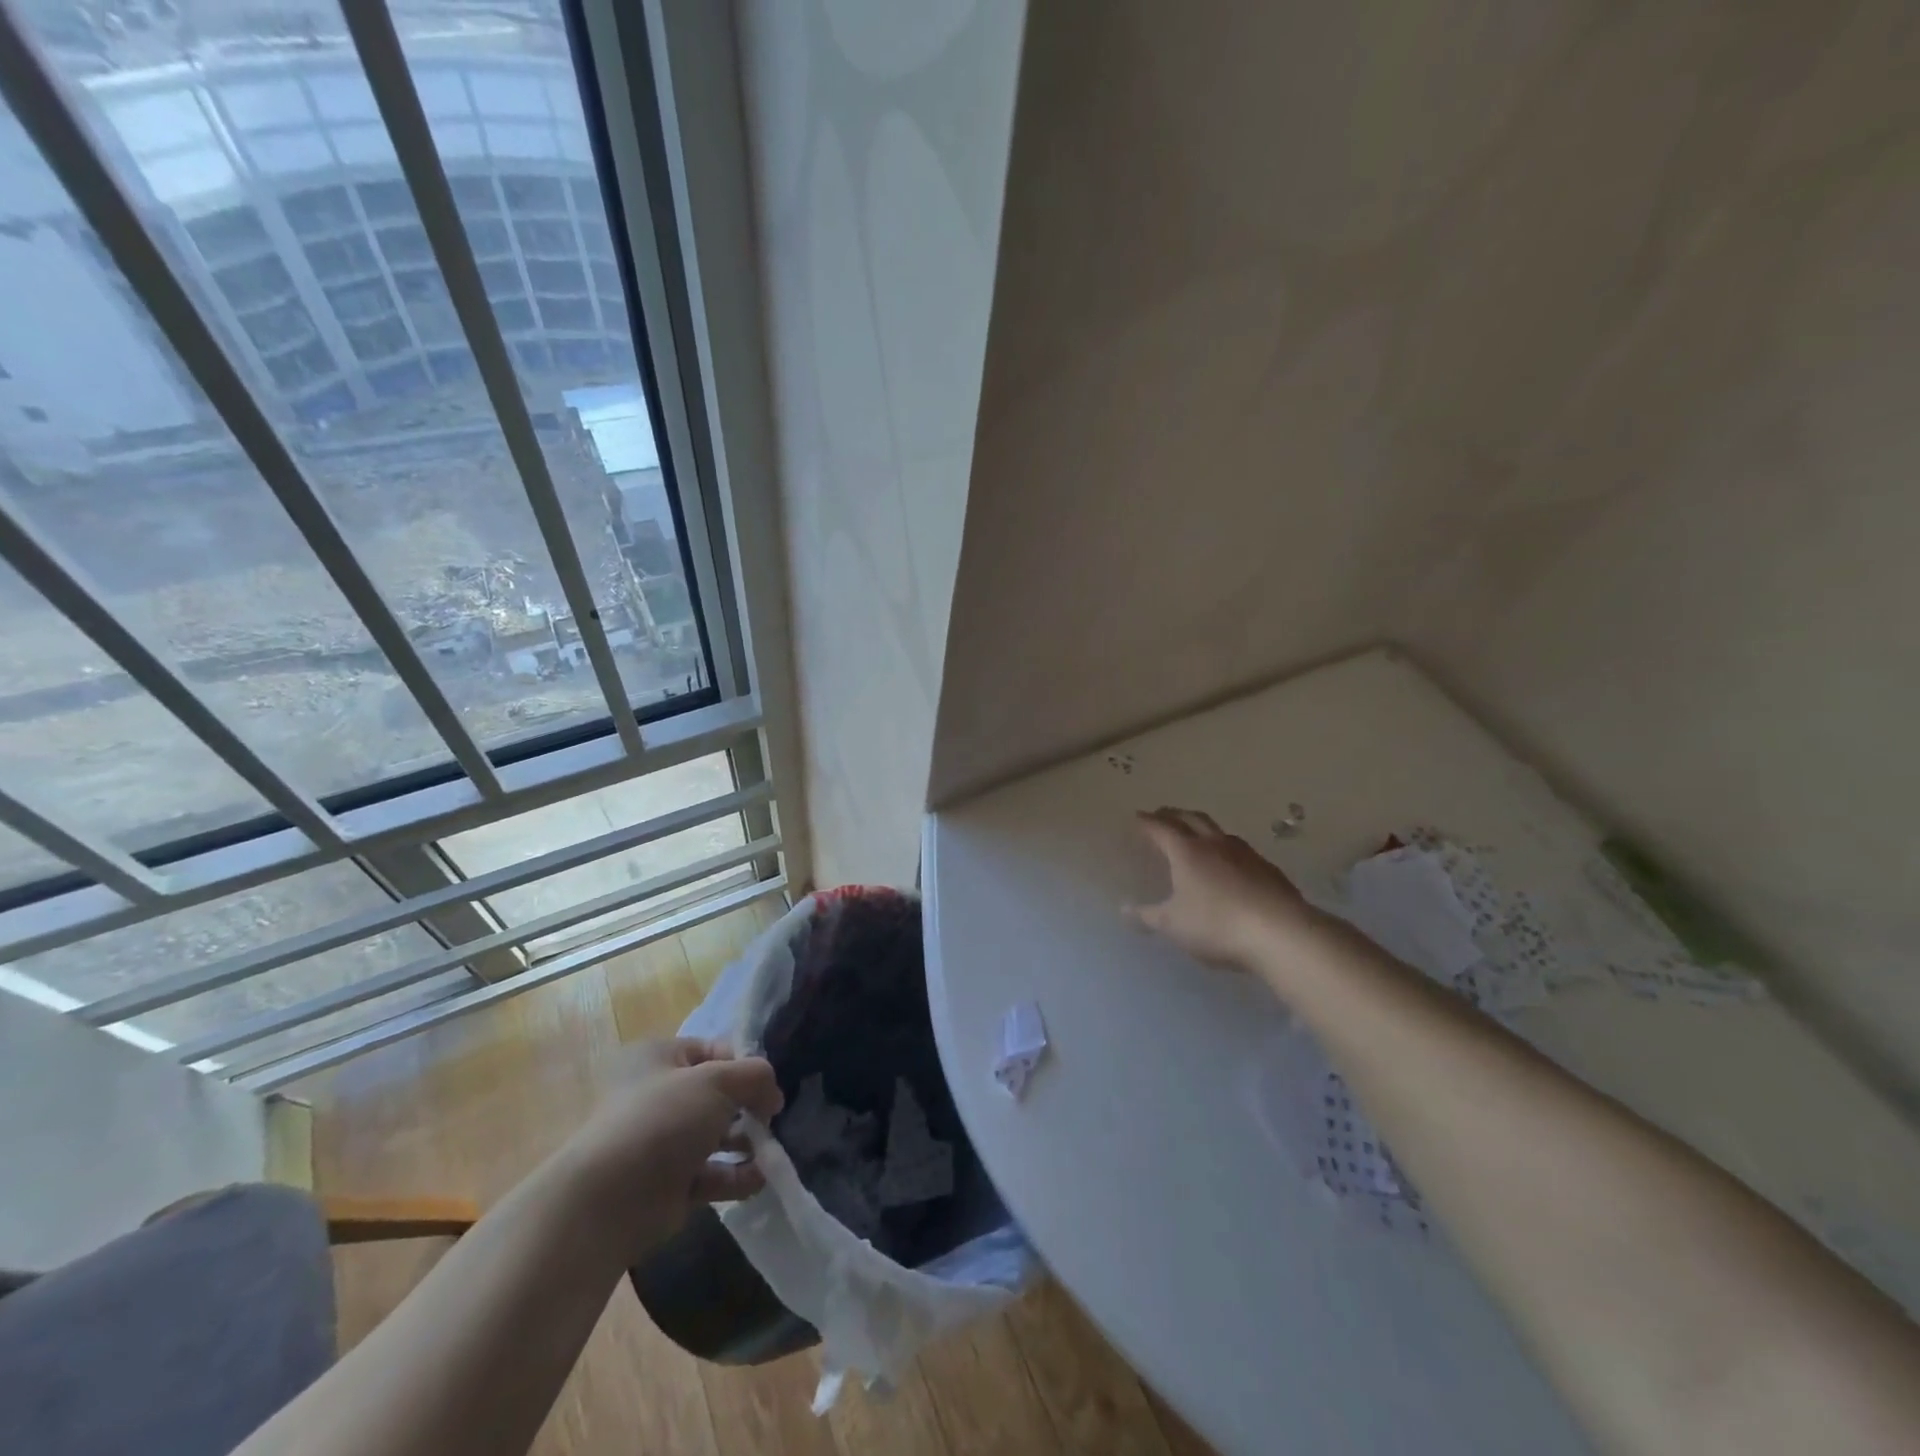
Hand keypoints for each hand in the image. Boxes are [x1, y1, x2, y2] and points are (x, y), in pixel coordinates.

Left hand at [563, 1038, 783, 1261]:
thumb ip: (755, 1076)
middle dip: (748, 1106)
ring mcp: (661, 1143)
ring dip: (746, 1142)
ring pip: (715, 1135)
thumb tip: (772, 1095)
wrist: (609, 1201)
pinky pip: (710, 1174)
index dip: (744, 1064)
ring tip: (771, 1151)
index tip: (767, 1085)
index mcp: (659, 1058)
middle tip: (771, 1120)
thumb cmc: (663, 1120)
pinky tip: (759, 1179)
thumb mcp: (718, 1081)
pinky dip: (735, 1176)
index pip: (713, 1050)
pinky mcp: (667, 1185)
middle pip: (716, 1095)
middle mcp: (657, 1096)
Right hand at [1124, 807, 1325, 969]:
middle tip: (1162, 815)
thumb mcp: (1173, 925)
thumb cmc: (1217, 924)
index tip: (1137, 816)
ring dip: (1203, 829)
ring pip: (1219, 832)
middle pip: (1192, 819)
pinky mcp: (1269, 870)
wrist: (1282, 934)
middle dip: (1174, 814)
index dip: (1147, 822)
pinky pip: (1241, 851)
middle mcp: (1216, 844)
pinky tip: (1229, 866)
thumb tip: (1124, 910)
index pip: (1162, 828)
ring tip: (1195, 836)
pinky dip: (1226, 850)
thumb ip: (1147, 917)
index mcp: (1187, 851)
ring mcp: (1246, 854)